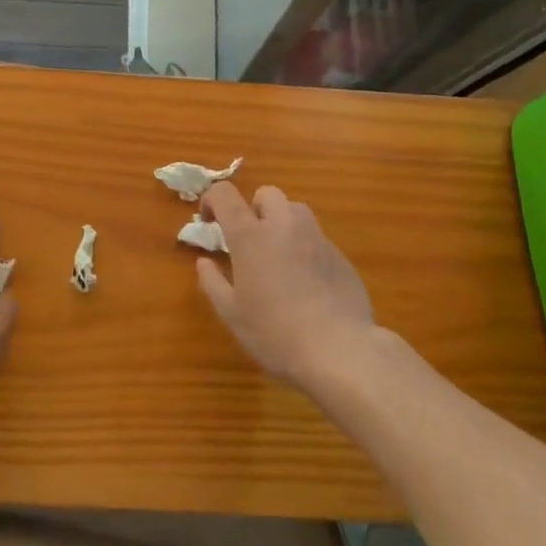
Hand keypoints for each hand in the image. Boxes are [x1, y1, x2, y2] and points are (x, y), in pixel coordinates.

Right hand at [196, 183, 376, 388]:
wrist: (339, 351)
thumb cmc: (274, 332)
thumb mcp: (232, 314)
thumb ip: (213, 282)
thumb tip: (204, 262)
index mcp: (250, 235)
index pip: (225, 194)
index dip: (212, 200)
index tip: (210, 223)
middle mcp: (284, 226)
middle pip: (266, 194)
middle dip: (253, 209)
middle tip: (249, 242)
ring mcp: (316, 238)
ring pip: (295, 211)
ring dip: (281, 223)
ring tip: (278, 257)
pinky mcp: (340, 256)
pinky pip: (316, 238)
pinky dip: (304, 248)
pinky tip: (306, 283)